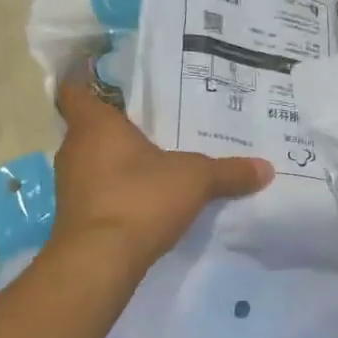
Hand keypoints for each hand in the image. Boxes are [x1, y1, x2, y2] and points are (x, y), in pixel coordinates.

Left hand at [51, 80, 273, 273]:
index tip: (107, 76)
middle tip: (153, 119)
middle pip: (90, 126)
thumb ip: (229, 172)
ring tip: (155, 157)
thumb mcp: (195, 180)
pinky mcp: (77, 216)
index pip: (75, 90)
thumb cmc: (140, 199)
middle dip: (118, 124)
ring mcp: (71, 185)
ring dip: (118, 159)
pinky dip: (117, 189)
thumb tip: (266, 168)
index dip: (86, 79)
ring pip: (94, 160)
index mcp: (95, 126)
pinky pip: (98, 190)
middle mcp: (75, 150)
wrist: (100, 261)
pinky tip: (147, 196)